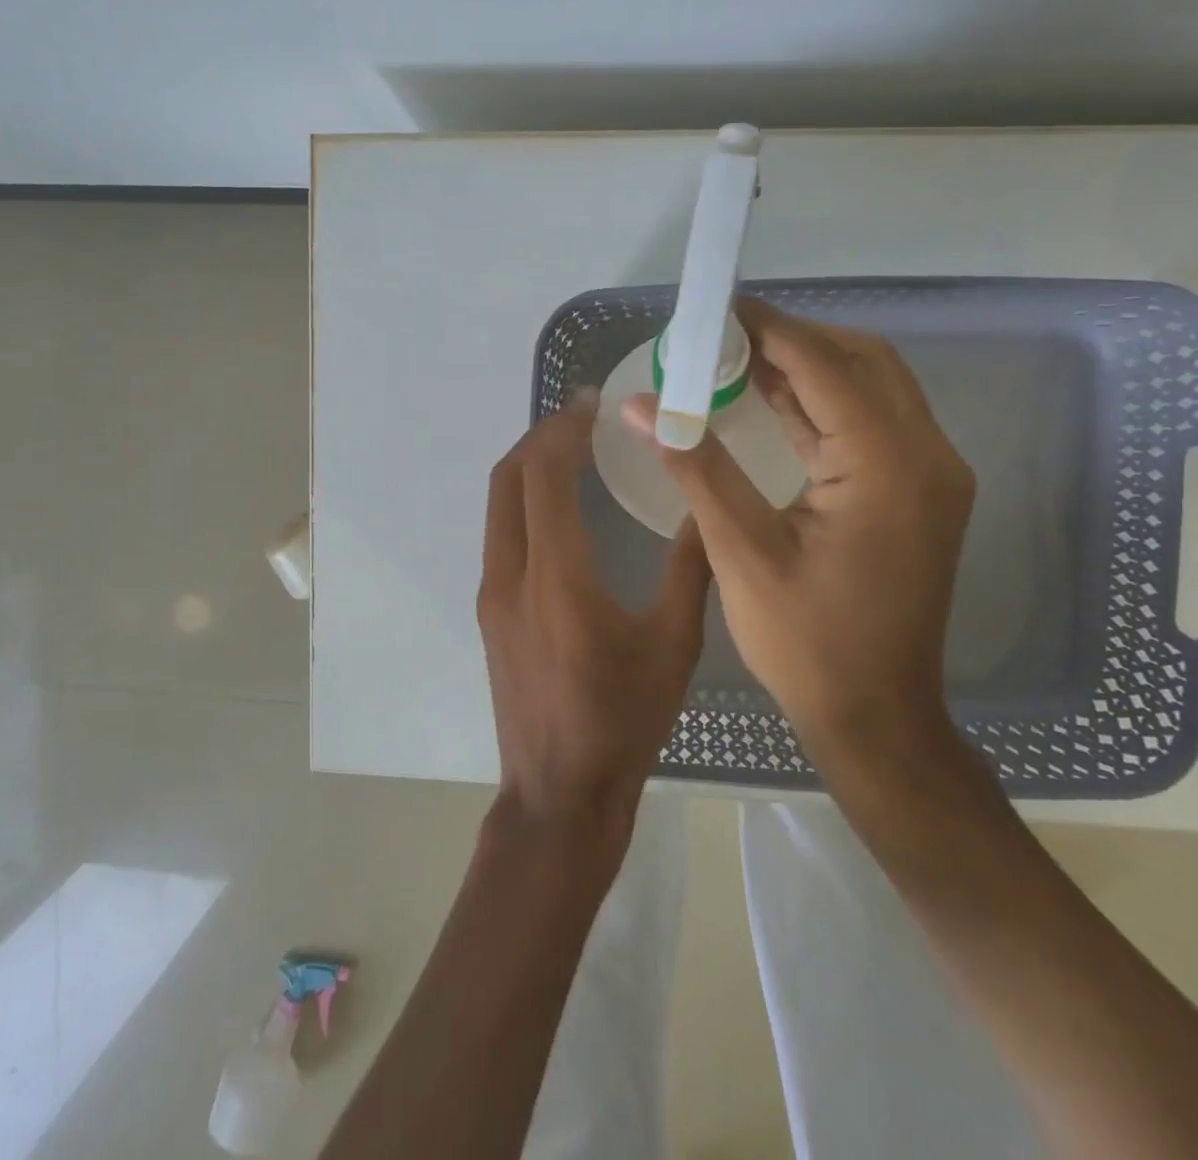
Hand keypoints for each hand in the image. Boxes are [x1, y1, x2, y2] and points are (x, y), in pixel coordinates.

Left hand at [479, 389, 711, 836]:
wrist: (558, 794)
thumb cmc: (623, 721)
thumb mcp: (673, 645)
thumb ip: (690, 569)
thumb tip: (707, 507)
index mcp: (556, 577)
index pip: (543, 475)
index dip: (563, 429)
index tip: (592, 403)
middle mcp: (510, 575)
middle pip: (507, 478)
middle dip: (540, 437)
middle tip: (581, 419)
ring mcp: (492, 594)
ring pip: (498, 505)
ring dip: (528, 468)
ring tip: (572, 451)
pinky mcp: (490, 612)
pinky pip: (500, 534)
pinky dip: (523, 501)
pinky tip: (559, 508)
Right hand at [622, 300, 973, 759]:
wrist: (875, 716)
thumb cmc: (806, 642)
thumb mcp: (740, 549)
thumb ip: (694, 464)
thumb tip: (640, 404)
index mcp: (888, 465)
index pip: (826, 366)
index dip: (769, 328)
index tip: (716, 309)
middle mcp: (926, 456)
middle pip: (862, 362)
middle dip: (792, 339)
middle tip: (723, 335)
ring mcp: (929, 475)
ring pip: (870, 389)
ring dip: (807, 368)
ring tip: (736, 358)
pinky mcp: (916, 494)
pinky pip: (870, 425)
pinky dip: (822, 404)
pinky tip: (771, 400)